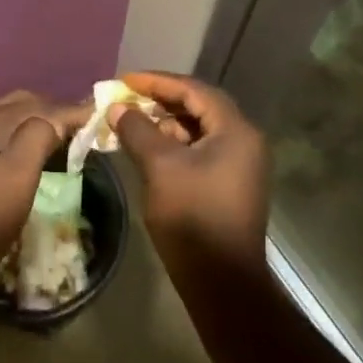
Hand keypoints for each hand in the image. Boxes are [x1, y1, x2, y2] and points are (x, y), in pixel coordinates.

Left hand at [0, 90, 84, 284]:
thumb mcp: (18, 178)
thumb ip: (38, 137)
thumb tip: (52, 119)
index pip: (41, 105)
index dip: (72, 112)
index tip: (98, 119)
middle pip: (19, 104)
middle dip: (50, 112)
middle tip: (77, 132)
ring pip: (1, 117)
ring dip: (28, 123)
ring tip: (52, 142)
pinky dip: (8, 136)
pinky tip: (12, 154)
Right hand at [108, 72, 270, 266]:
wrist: (222, 281)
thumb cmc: (193, 217)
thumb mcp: (160, 167)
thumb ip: (137, 130)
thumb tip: (117, 108)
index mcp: (236, 131)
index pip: (194, 90)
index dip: (157, 82)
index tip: (124, 81)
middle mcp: (245, 141)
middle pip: (200, 107)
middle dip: (161, 101)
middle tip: (126, 100)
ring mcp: (241, 164)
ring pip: (199, 130)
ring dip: (166, 124)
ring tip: (132, 124)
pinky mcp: (231, 183)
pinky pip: (201, 150)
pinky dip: (175, 145)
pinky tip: (149, 150)